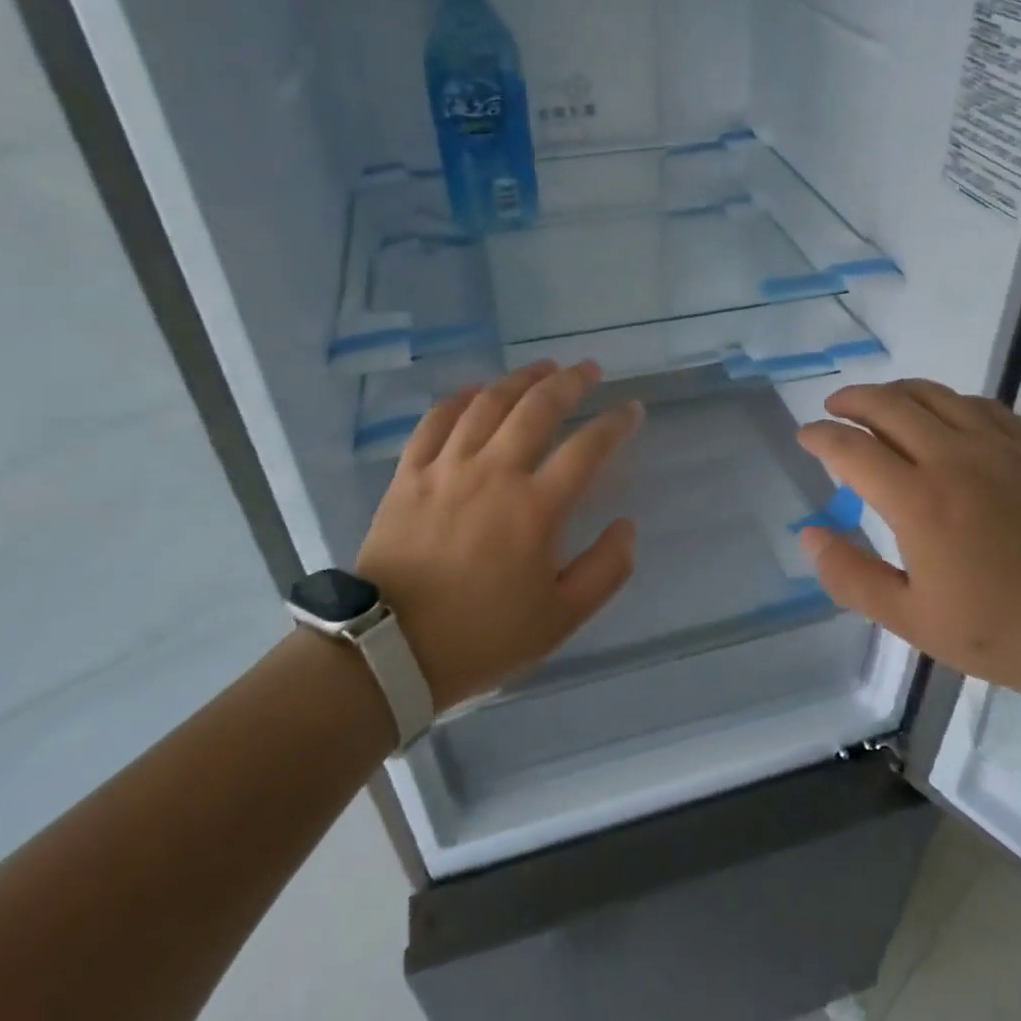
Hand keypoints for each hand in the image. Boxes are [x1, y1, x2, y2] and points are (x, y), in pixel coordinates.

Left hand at [356, 360, 643, 709]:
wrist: (389, 652)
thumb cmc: (482, 637)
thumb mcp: (561, 618)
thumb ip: (605, 570)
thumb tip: (627, 527)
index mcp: (536, 508)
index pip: (588, 448)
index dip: (616, 423)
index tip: (632, 410)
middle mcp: (494, 473)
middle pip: (538, 408)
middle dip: (571, 381)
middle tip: (589, 369)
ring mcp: (447, 468)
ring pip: (488, 403)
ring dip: (521, 379)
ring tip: (543, 368)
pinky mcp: (409, 475)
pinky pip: (436, 421)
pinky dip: (460, 398)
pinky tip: (477, 390)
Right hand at [796, 379, 1020, 699]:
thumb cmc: (1005, 631)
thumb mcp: (914, 621)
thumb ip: (852, 577)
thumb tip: (810, 535)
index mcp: (919, 500)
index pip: (852, 448)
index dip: (821, 437)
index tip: (805, 436)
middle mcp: (953, 458)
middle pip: (889, 405)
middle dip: (851, 400)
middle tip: (832, 410)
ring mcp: (998, 447)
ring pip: (934, 395)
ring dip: (895, 391)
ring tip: (878, 403)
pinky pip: (981, 405)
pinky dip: (948, 400)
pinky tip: (944, 415)